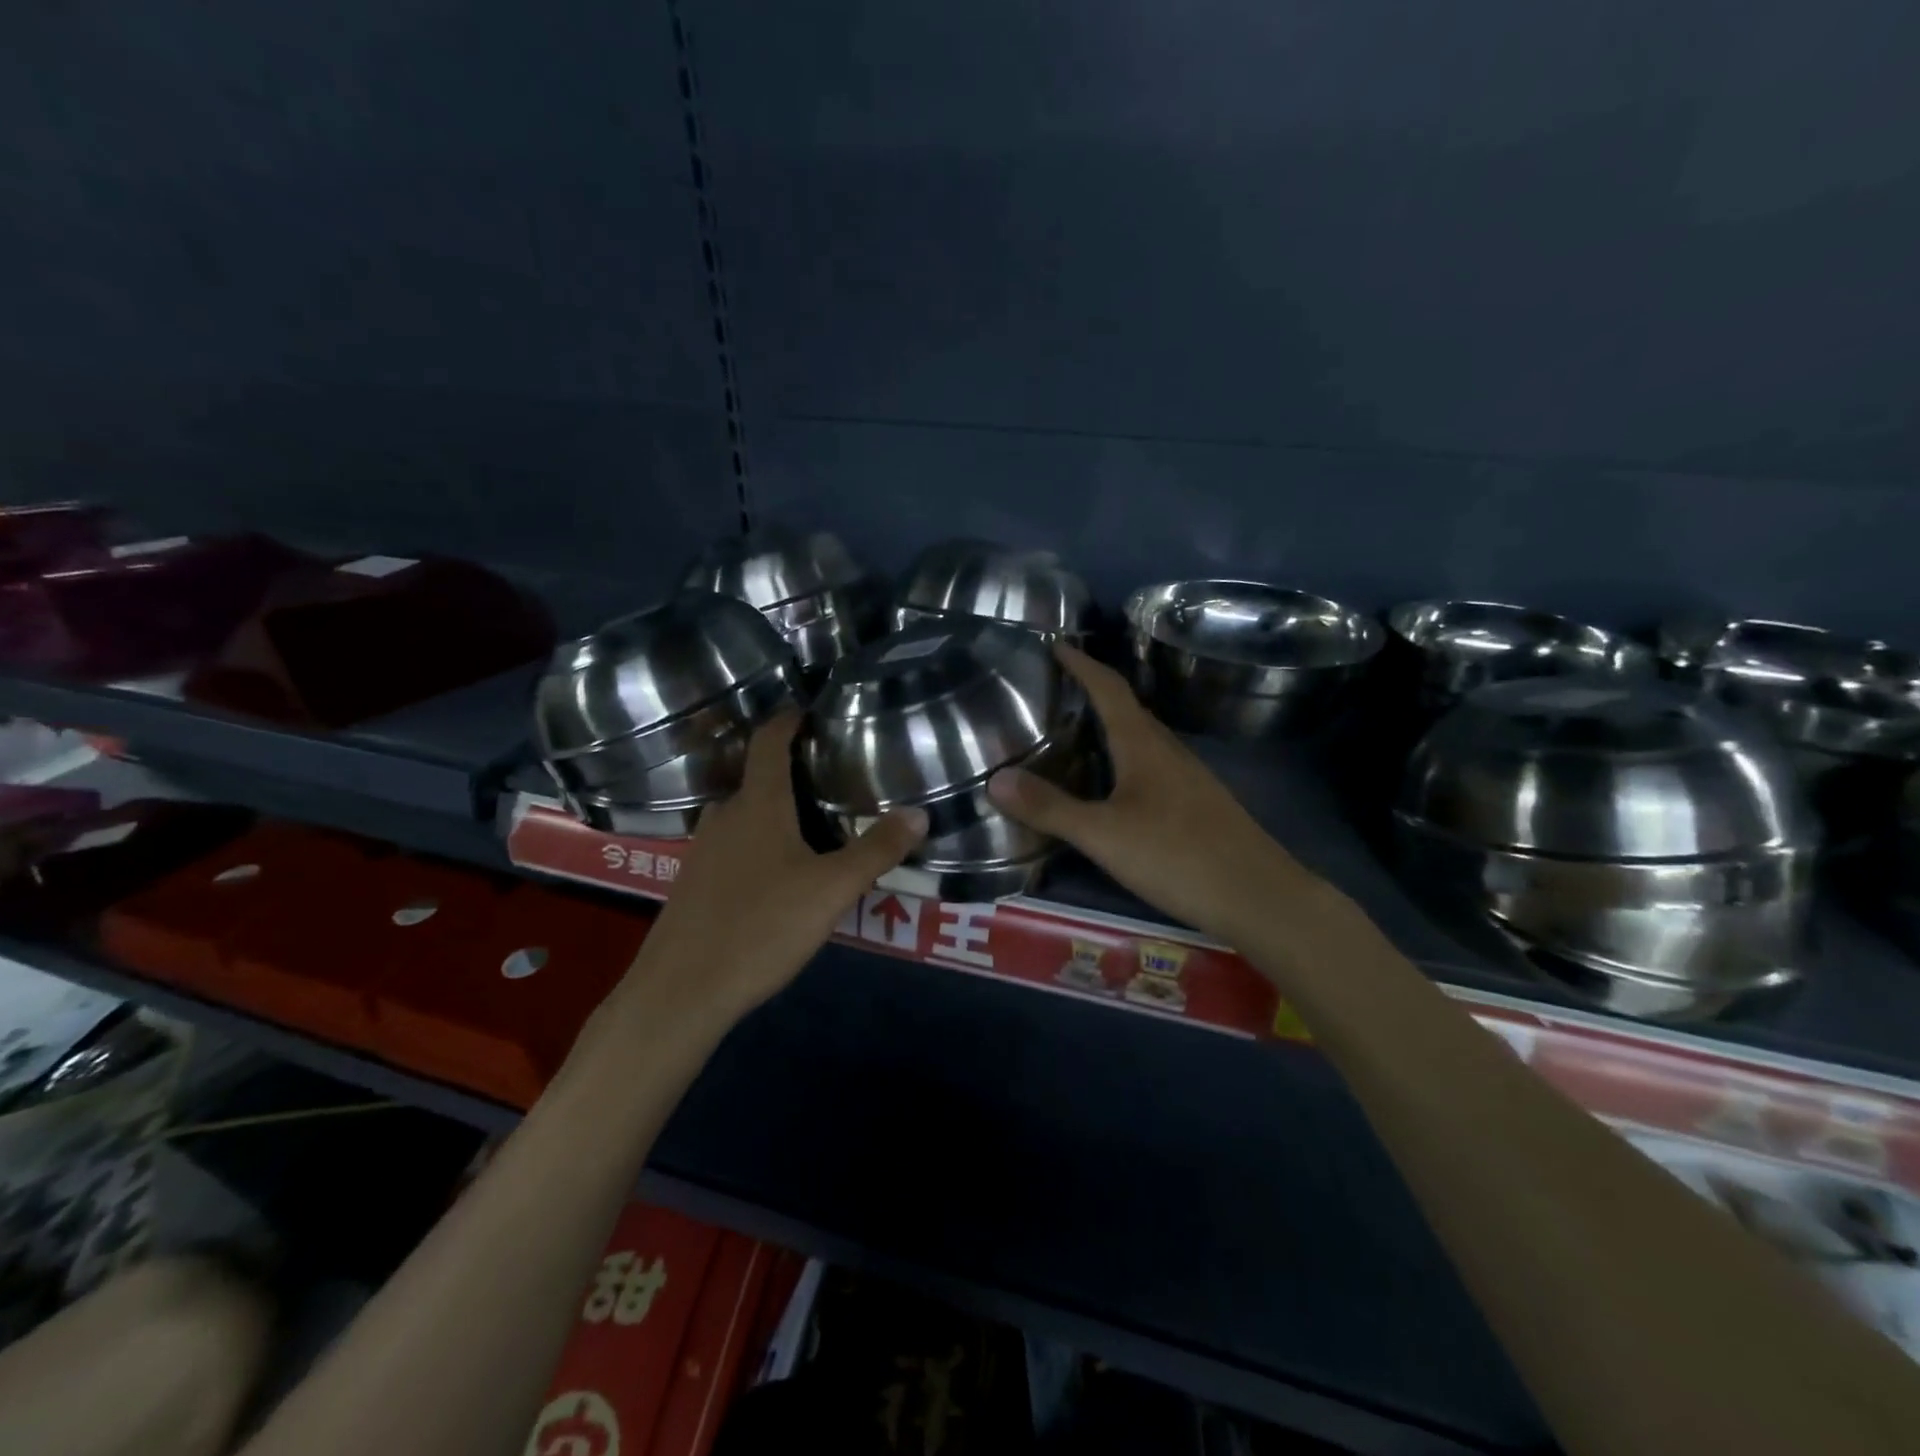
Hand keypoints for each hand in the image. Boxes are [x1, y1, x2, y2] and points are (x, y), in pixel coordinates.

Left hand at [622, 710, 926, 1021]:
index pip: (769, 740)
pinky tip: (779, 875)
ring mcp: (703, 850)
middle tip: (832, 779)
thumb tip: (919, 813)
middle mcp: (725, 816)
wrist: (682, 991)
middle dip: (792, 772)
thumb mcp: (831, 890)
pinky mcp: (694, 882)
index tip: (812, 710)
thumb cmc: (761, 927)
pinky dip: (758, 842)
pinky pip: (733, 845)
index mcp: (757, 804)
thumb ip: (876, 850)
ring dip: (775, 811)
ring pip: (745, 815)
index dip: (789, 719)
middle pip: (758, 777)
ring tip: (813, 826)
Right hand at [988, 645, 1326, 949]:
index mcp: (1144, 745)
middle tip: (1055, 691)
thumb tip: (995, 779)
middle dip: (1093, 693)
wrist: (1258, 896)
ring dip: (1110, 727)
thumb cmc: (1177, 856)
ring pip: (1142, 740)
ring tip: (1075, 733)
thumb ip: (1050, 808)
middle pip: (1128, 710)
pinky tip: (1113, 786)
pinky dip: (1125, 760)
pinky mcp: (1198, 804)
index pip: (1110, 689)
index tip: (1056, 643)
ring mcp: (1188, 778)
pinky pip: (1153, 766)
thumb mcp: (1103, 835)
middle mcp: (1168, 751)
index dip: (1082, 664)